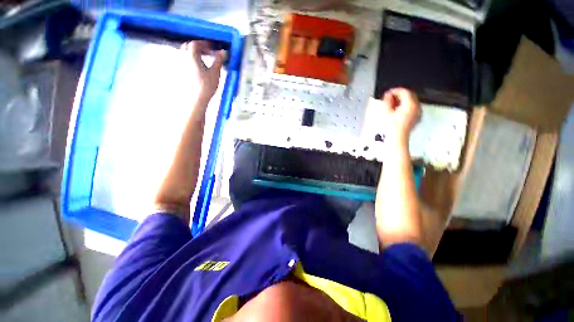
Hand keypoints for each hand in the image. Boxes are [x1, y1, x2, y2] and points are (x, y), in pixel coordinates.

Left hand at [181, 41, 225, 100]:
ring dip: (195, 54)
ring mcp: (181, 65)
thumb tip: (224, 52)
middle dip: (199, 47)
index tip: (213, 47)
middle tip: (209, 52)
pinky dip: (193, 61)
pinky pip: (186, 61)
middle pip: (189, 47)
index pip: (196, 43)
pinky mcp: (182, 72)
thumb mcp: (215, 72)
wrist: (197, 98)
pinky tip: (200, 68)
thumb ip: (219, 60)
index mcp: (190, 55)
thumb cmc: (206, 85)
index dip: (205, 43)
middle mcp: (183, 57)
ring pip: (186, 54)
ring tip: (205, 60)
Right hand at [381, 88, 420, 143]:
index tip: (388, 92)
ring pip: (411, 102)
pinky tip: (397, 110)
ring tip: (392, 104)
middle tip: (389, 98)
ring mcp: (417, 112)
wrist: (397, 138)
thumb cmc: (392, 127)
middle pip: (409, 96)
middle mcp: (416, 107)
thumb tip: (388, 94)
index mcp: (410, 104)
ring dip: (402, 101)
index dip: (395, 90)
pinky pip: (412, 108)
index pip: (404, 92)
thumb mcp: (386, 112)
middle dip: (399, 95)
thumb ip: (387, 101)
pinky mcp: (416, 118)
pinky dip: (405, 107)